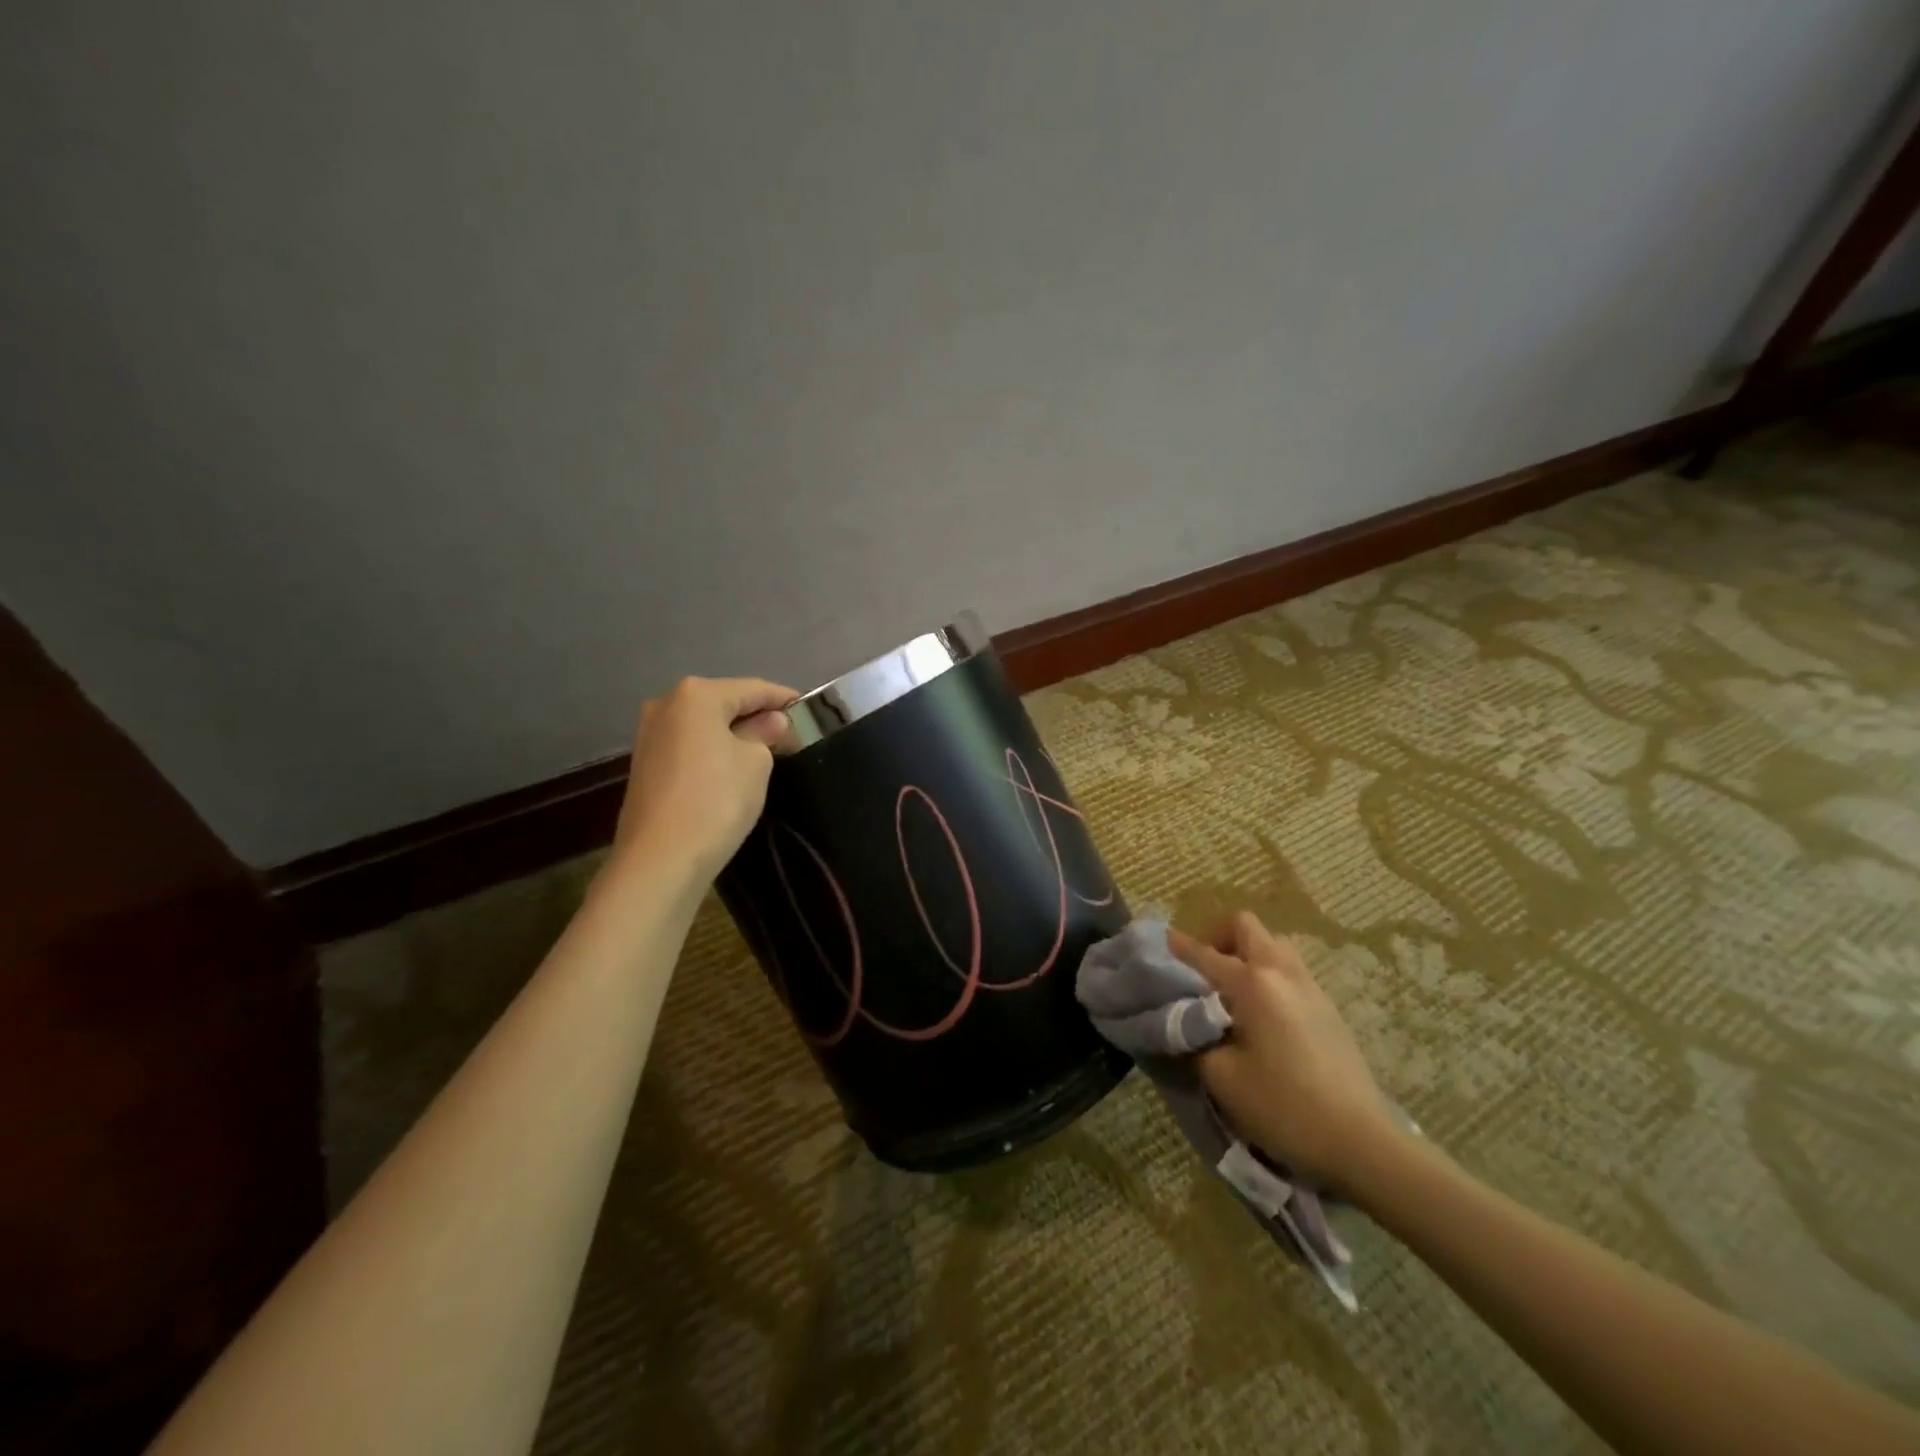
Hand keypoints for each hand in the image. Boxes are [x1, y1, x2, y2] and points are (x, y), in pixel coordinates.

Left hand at [611, 676, 798, 882]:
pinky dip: (713, 750)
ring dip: (734, 733)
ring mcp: (649, 734)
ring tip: (767, 751)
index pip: (753, 688)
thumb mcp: (756, 762)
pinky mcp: (645, 764)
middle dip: (757, 715)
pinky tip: (733, 768)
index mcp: (696, 695)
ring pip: (705, 725)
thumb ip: (766, 734)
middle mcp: (666, 704)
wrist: (661, 859)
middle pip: (724, 702)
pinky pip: (690, 745)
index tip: (810, 709)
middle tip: (790, 733)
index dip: (784, 699)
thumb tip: (771, 722)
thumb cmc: (716, 800)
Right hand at [1170, 911, 1400, 1192]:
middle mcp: (1281, 972)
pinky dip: (1267, 974)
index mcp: (1252, 983)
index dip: (1174, 947)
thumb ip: (1191, 1038)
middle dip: (1217, 937)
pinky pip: (1289, 969)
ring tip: (1230, 991)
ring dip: (1246, 953)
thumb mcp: (1221, 1076)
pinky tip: (1260, 1014)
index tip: (1154, 946)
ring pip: (1272, 945)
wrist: (1362, 1143)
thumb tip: (1180, 1019)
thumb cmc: (1284, 1107)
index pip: (1202, 952)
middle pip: (1245, 927)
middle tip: (1200, 971)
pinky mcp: (1328, 1008)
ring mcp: (1310, 987)